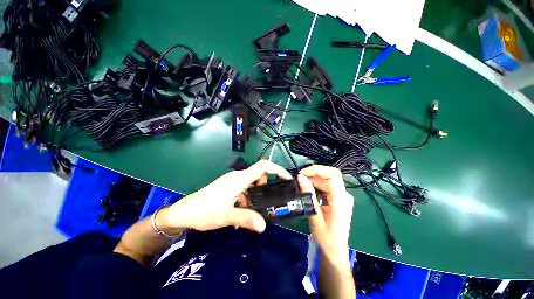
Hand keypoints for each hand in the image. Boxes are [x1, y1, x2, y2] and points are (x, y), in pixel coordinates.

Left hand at [158, 160, 291, 233]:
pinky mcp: (230, 187)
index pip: (263, 166)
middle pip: (259, 174)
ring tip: (260, 208)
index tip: (287, 179)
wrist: (184, 212)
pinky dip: (251, 196)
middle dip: (268, 184)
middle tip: (272, 200)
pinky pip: (246, 188)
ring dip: (259, 192)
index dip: (277, 169)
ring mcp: (233, 181)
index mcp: (239, 179)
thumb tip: (264, 225)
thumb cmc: (203, 211)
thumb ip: (245, 219)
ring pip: (253, 182)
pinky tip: (247, 210)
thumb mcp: (225, 216)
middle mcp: (238, 177)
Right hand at [298, 165, 353, 265]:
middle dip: (313, 173)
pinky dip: (316, 184)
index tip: (302, 173)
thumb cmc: (326, 237)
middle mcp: (344, 195)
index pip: (333, 175)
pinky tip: (308, 188)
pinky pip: (326, 185)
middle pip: (329, 175)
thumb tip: (300, 177)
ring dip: (313, 179)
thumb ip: (308, 195)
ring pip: (327, 179)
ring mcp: (342, 196)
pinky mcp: (338, 197)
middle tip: (299, 178)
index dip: (317, 170)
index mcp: (341, 200)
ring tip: (301, 184)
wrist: (335, 249)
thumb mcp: (314, 215)